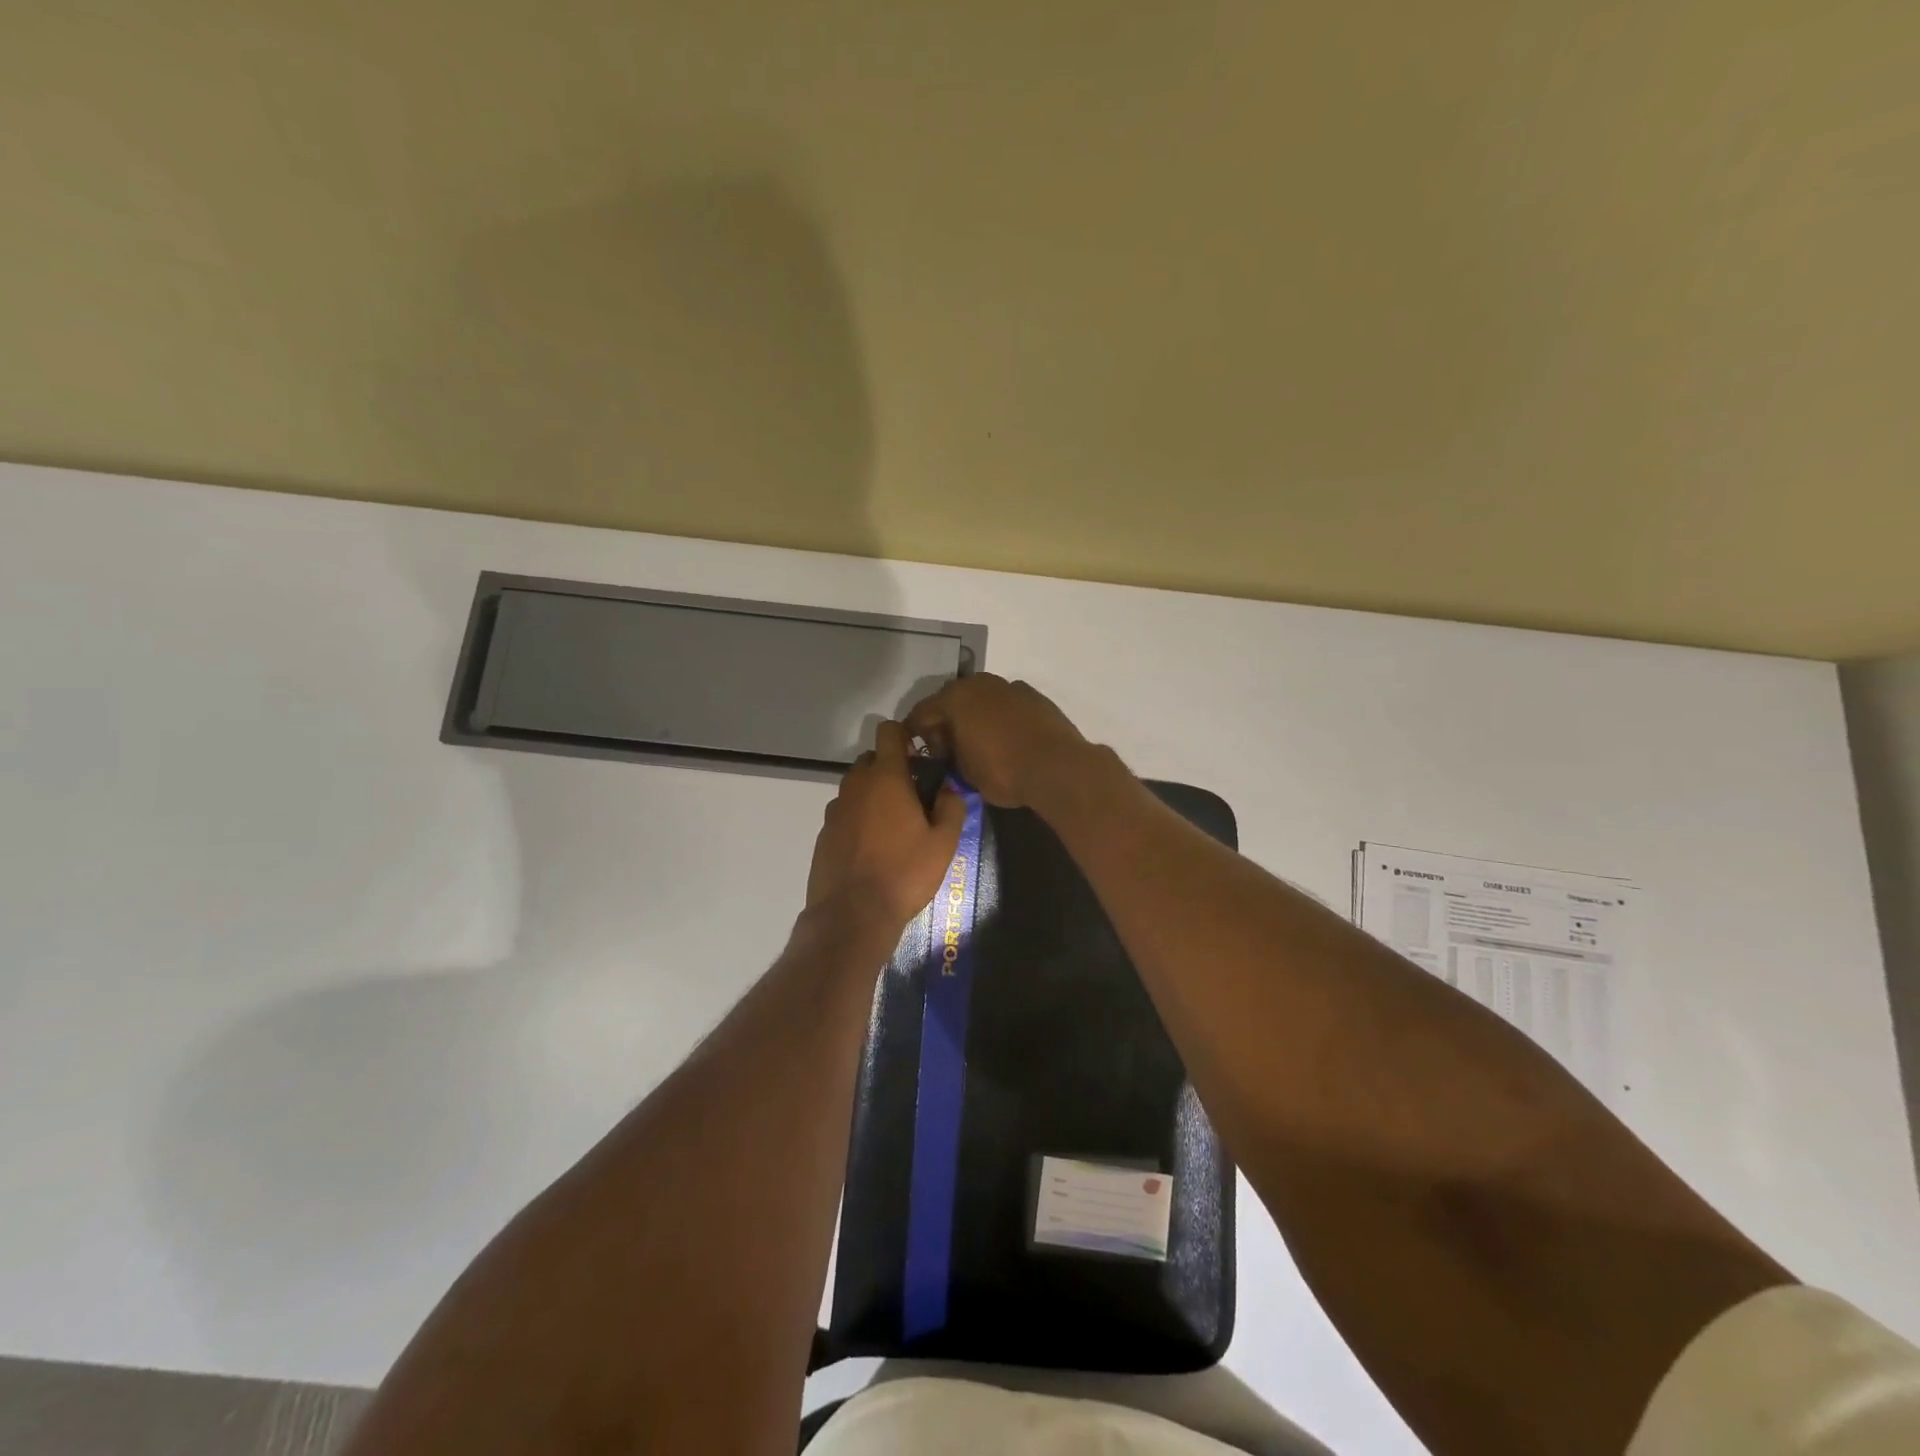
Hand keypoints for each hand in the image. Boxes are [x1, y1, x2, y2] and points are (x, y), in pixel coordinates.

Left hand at [806, 721, 966, 930]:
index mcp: (886, 778)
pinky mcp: (824, 833)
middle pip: (872, 759)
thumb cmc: (904, 874)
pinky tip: (873, 847)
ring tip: (894, 825)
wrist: (852, 915)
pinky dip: (859, 818)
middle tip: (914, 796)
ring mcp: (836, 809)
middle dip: (891, 768)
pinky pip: (845, 812)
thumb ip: (952, 806)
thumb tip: (949, 788)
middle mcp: (856, 785)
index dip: (905, 736)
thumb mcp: (944, 843)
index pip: (889, 732)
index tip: (920, 757)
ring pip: (857, 787)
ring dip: (874, 794)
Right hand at [905, 673, 1090, 808]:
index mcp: (954, 698)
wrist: (1057, 767)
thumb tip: (949, 752)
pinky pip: (1006, 704)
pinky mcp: (1033, 696)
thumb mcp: (964, 773)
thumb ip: (949, 756)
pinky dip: (1000, 716)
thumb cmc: (1002, 771)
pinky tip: (1006, 737)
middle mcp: (979, 683)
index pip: (921, 713)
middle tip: (947, 748)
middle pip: (951, 700)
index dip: (914, 733)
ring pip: (981, 698)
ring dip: (975, 716)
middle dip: (945, 721)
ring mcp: (1009, 686)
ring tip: (978, 742)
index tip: (916, 751)